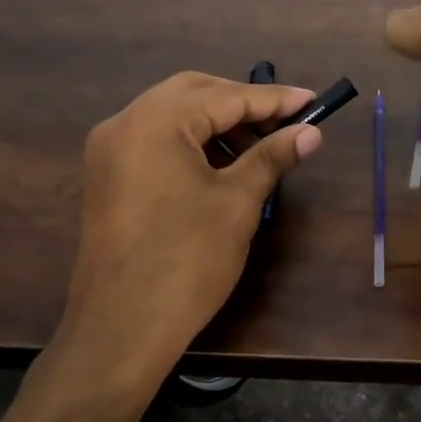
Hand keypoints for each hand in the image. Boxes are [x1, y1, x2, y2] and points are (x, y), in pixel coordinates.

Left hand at [52, 72, 322, 400]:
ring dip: (216, 124)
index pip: (225, 96)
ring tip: (258, 150)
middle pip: (193, 93)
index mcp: (155, 121)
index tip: (313, 102)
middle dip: (241, 104)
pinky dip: (190, 143)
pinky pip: (154, 140)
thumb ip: (272, 156)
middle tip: (284, 123)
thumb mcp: (237, 202)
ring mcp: (109, 150)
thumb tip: (311, 132)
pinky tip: (220, 167)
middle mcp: (124, 122)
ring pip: (171, 115)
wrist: (121, 328)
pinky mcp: (107, 176)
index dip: (274, 99)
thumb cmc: (187, 260)